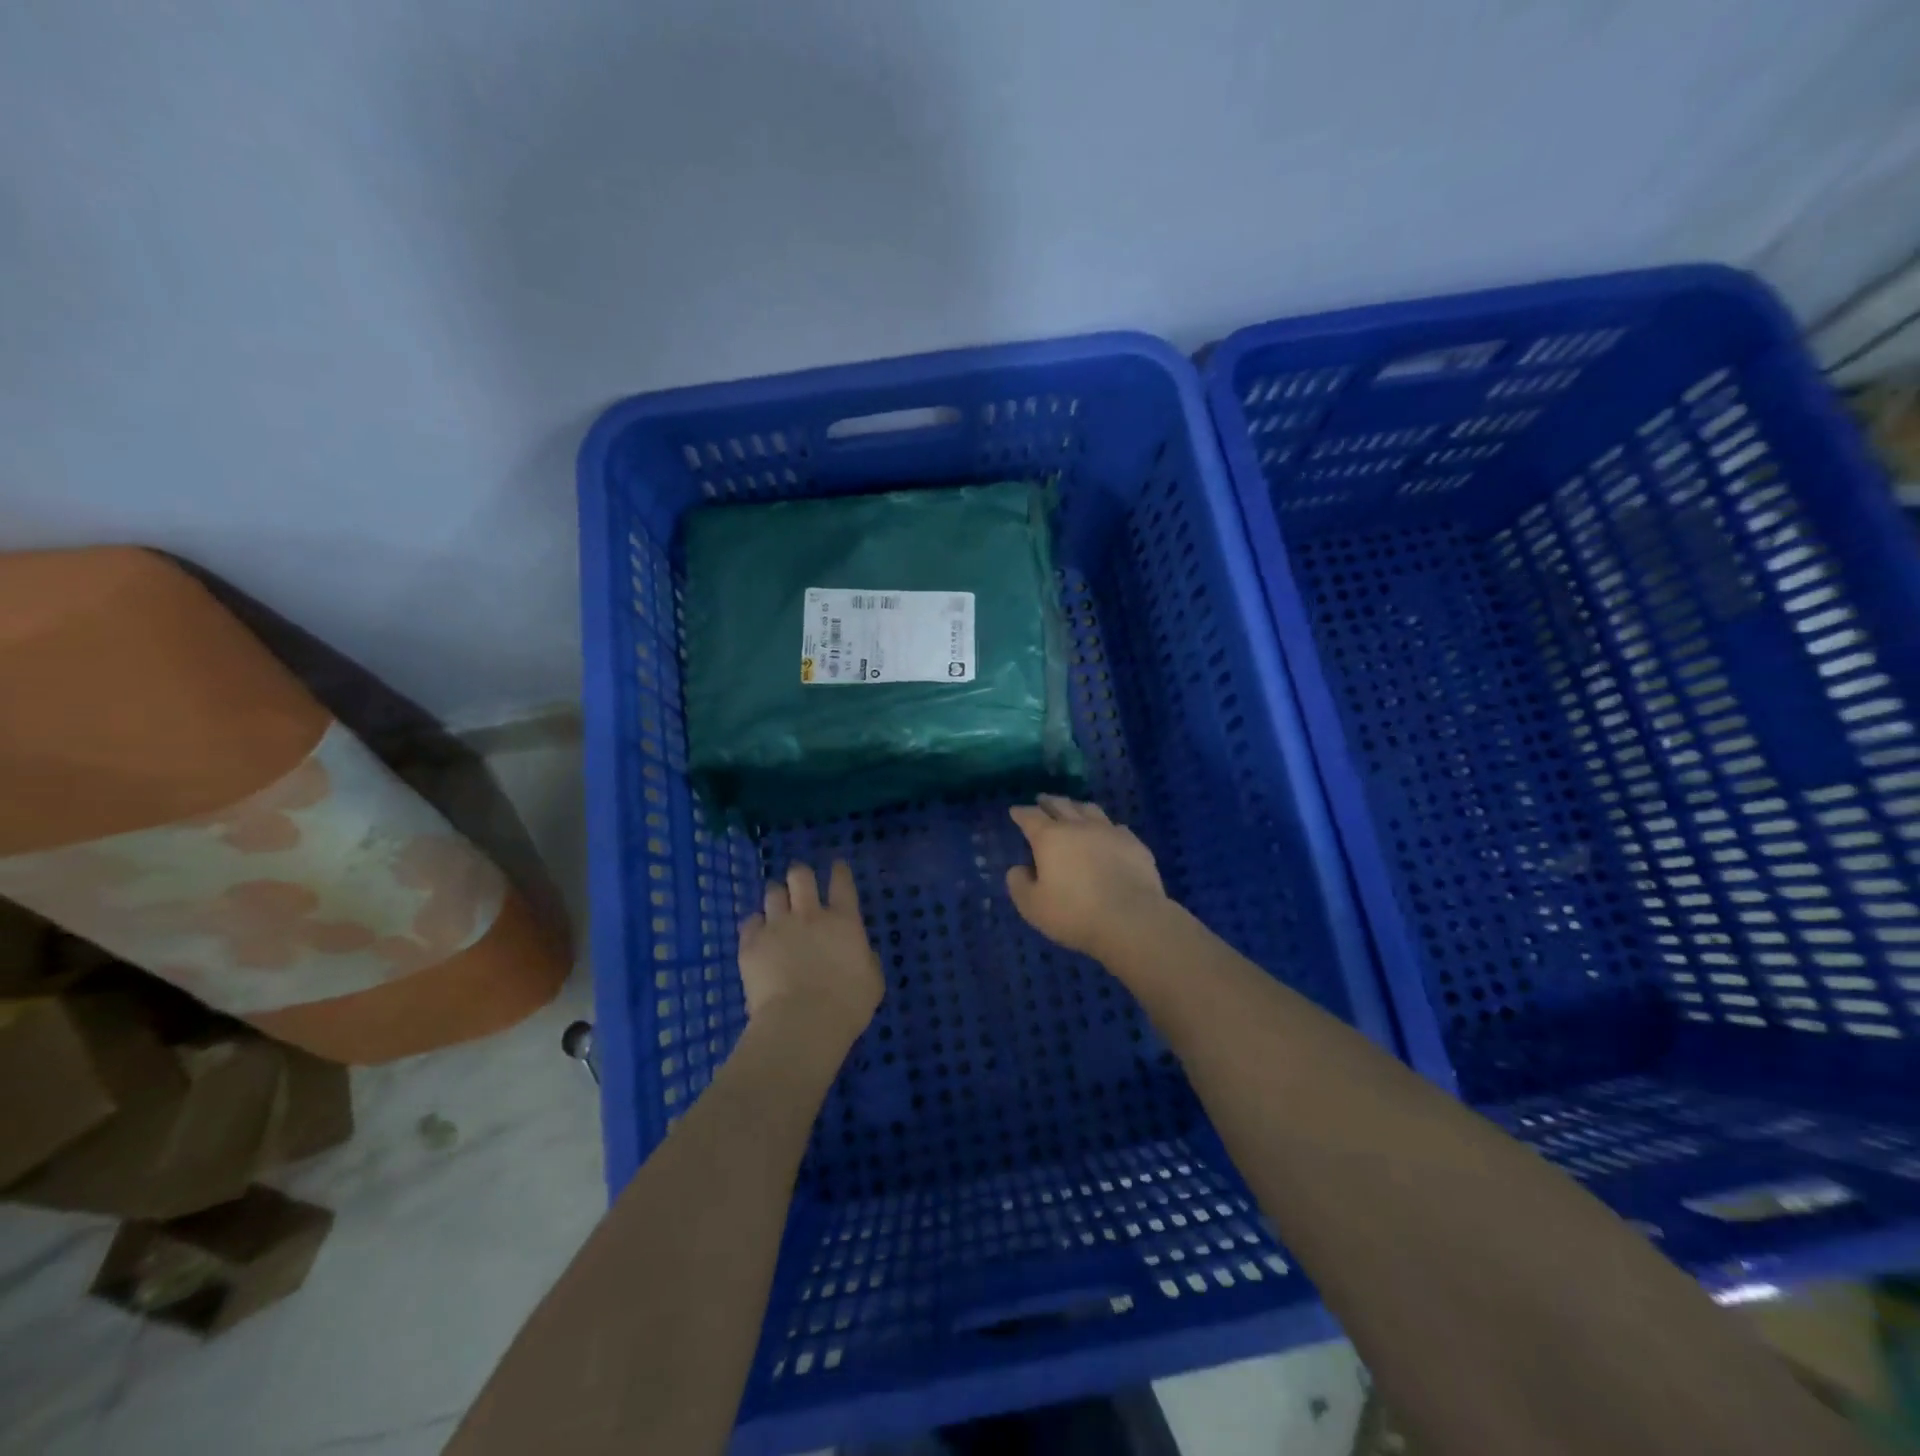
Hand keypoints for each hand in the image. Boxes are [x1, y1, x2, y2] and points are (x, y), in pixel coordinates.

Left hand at [738, 861, 882, 1047]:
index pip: (842, 883)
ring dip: (777, 896)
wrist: (802, 1023)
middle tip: (800, 880)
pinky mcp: (751, 944)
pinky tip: (757, 932)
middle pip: (801, 877)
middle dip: (800, 874)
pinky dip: (755, 924)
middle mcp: (809, 915)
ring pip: (773, 893)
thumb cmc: (846, 1005)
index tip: (837, 866)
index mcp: (844, 921)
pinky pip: (750, 922)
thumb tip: (861, 952)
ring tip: (777, 904)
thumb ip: (866, 959)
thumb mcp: (872, 981)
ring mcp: (777, 926)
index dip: (839, 871)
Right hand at [1005, 795, 1170, 959]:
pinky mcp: (1134, 844)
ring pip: (1090, 809)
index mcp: (1050, 838)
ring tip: (1073, 808)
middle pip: (1061, 805)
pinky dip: (1106, 827)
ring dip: (1077, 807)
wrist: (1131, 919)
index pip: (1031, 816)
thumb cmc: (1075, 913)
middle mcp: (1079, 826)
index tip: (1016, 810)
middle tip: (1042, 800)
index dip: (1021, 812)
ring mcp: (1110, 831)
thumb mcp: (1032, 906)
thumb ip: (1019, 884)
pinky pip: (1116, 827)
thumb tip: (1018, 869)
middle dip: (1048, 802)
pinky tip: (1107, 833)